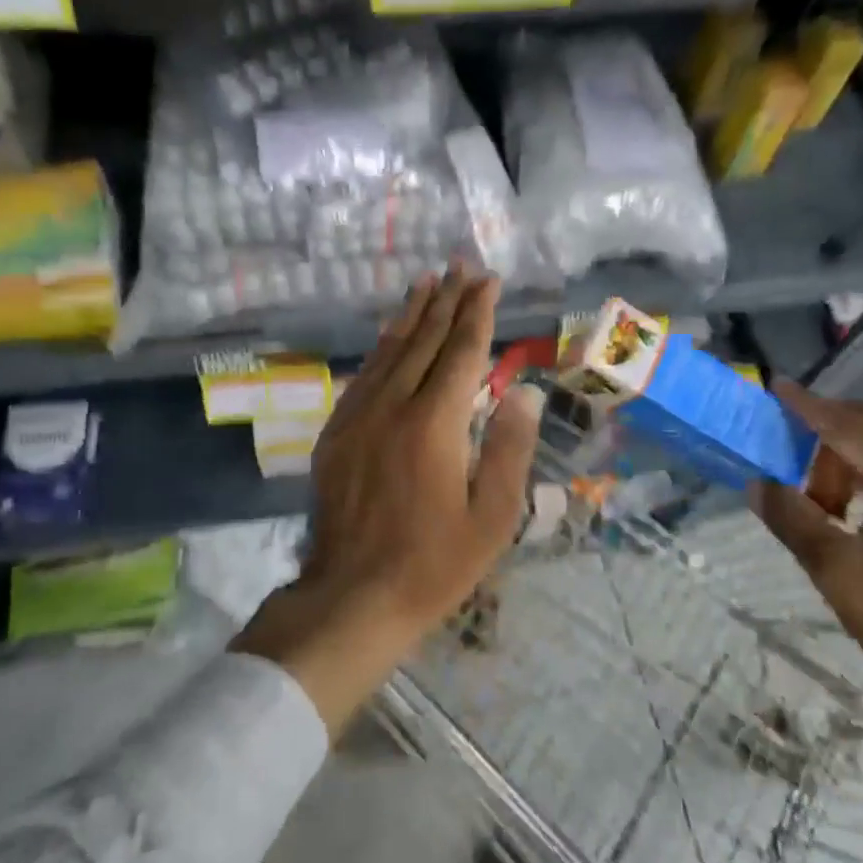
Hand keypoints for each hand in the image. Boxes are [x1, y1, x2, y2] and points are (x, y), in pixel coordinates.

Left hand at [232, 266, 544, 732]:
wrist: (352, 596)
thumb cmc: (434, 563)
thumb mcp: (492, 517)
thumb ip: (509, 448)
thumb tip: (525, 393)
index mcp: (434, 424)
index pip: (461, 353)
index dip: (477, 313)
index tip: (488, 281)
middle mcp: (393, 407)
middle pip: (423, 341)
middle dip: (446, 301)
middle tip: (460, 266)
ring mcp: (358, 417)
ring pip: (389, 351)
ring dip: (411, 314)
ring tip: (426, 283)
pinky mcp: (336, 433)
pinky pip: (363, 376)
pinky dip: (382, 348)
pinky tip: (390, 335)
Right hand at [752, 381, 862, 723]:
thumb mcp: (835, 569)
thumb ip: (792, 517)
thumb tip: (757, 482)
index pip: (850, 425)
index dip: (809, 405)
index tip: (775, 386)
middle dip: (827, 434)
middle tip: (787, 456)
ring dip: (849, 457)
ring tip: (820, 499)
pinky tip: (854, 507)